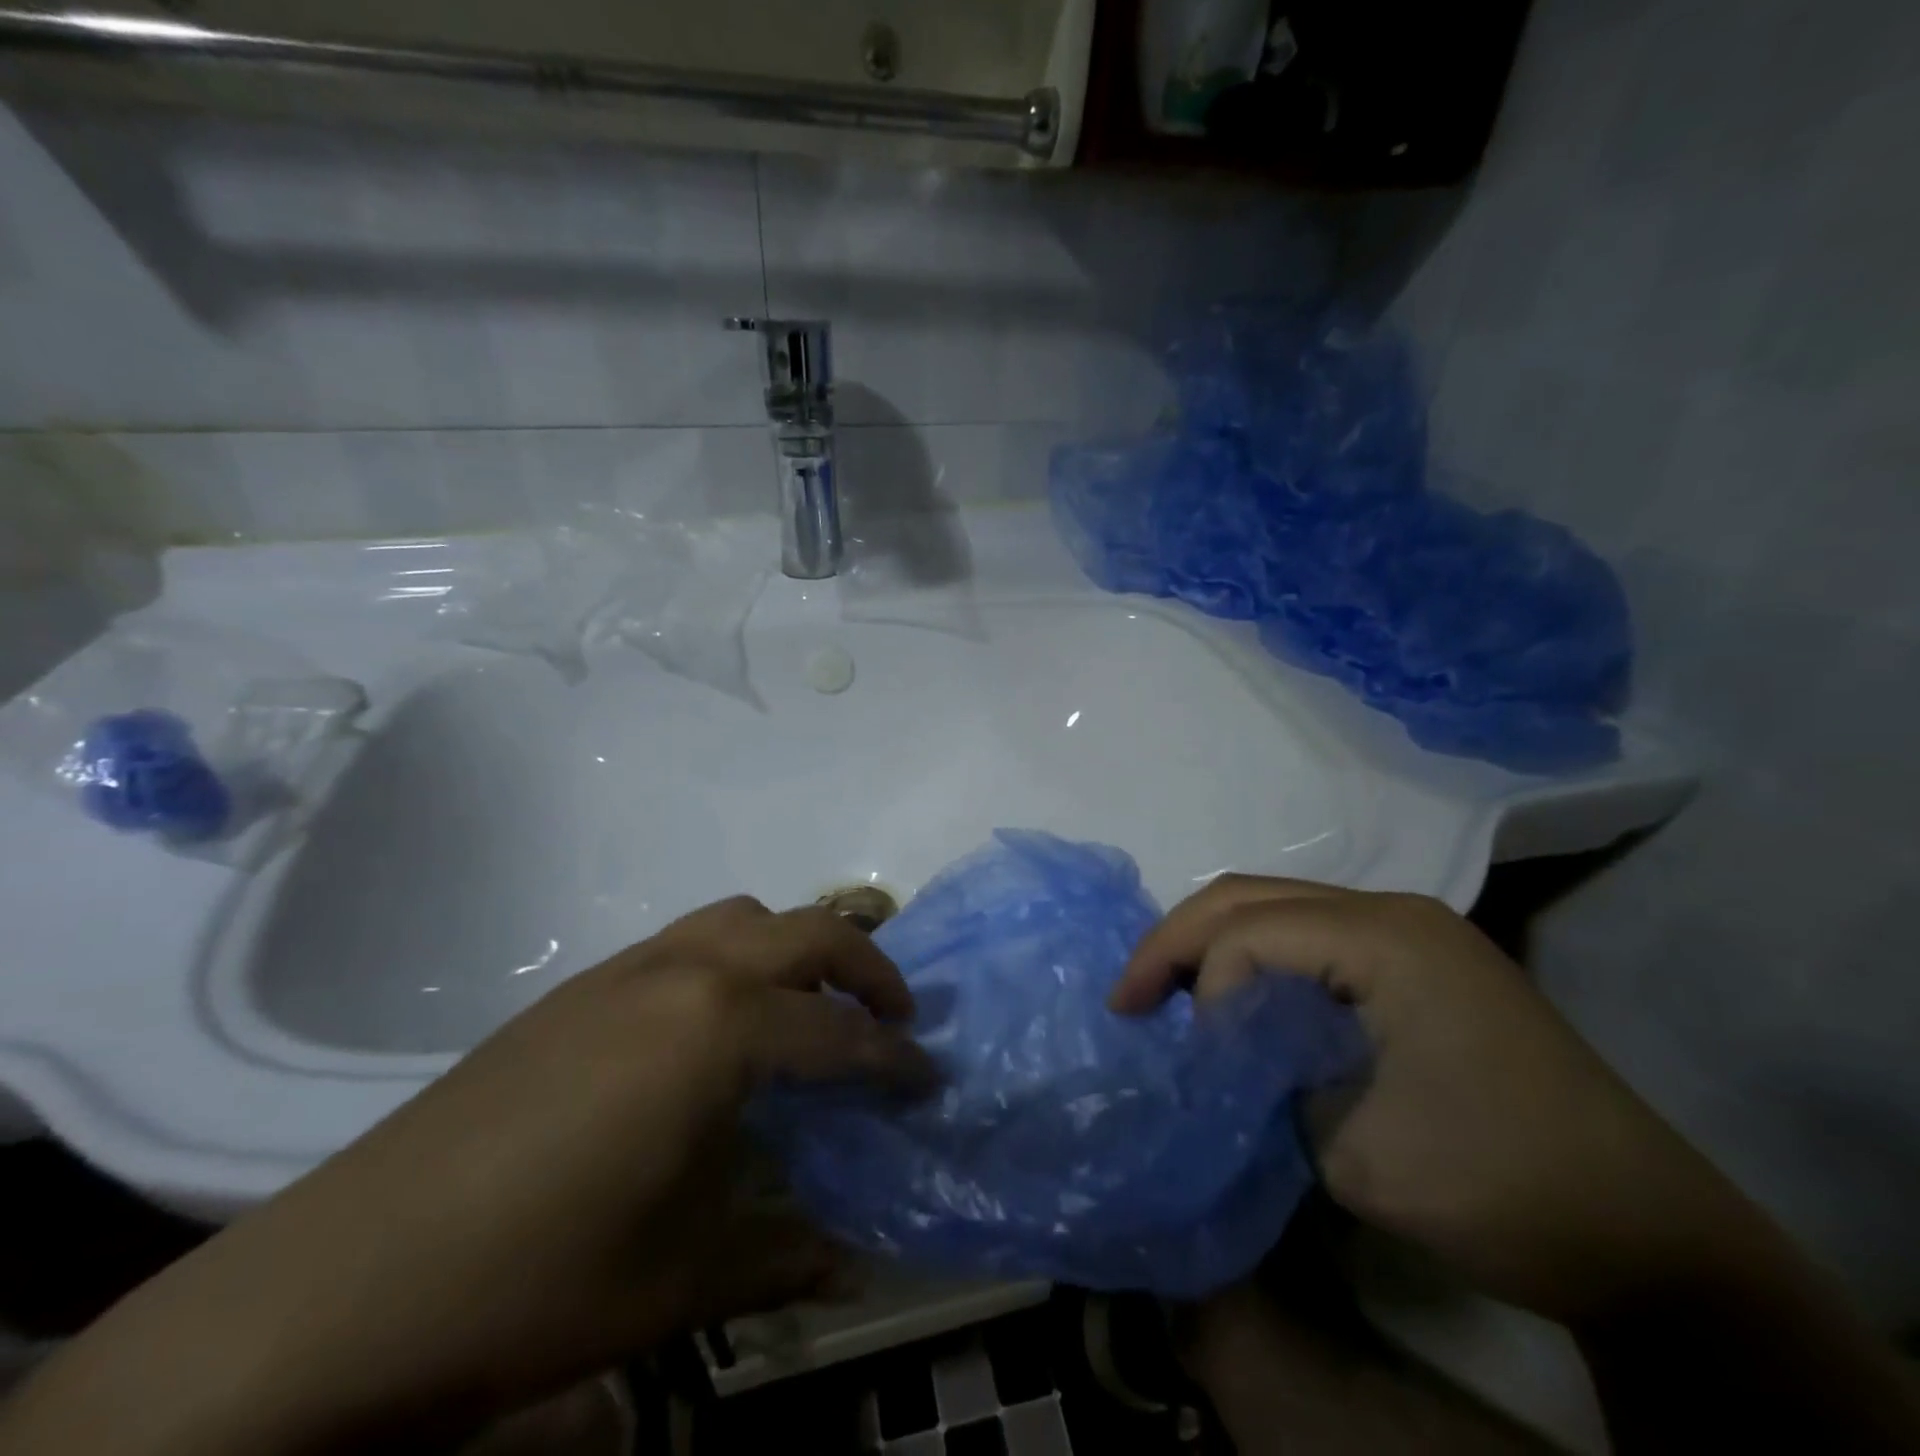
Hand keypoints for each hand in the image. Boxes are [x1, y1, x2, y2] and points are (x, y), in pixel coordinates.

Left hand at [1, 898, 933, 1454]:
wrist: (337, 1286)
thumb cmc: (535, 1280)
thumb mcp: (680, 1279)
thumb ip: (783, 1256)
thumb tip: (857, 1267)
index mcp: (720, 1029)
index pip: (840, 1033)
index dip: (894, 1058)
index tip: (928, 1078)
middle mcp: (685, 971)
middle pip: (809, 931)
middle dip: (869, 966)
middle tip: (894, 1016)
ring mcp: (628, 968)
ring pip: (745, 916)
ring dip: (796, 947)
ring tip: (811, 1007)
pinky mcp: (582, 983)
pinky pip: (689, 938)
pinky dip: (736, 956)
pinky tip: (720, 1026)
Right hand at [1117, 878, 1919, 1451]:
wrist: (1651, 1240)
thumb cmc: (1504, 1189)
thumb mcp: (1353, 1149)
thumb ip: (1261, 1081)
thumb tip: (1212, 1051)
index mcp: (1385, 938)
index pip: (1250, 933)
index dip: (1196, 985)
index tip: (1172, 1051)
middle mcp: (1392, 910)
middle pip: (1251, 896)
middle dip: (1176, 940)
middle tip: (1128, 999)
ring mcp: (1409, 931)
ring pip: (1275, 907)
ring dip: (1212, 946)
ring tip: (1167, 997)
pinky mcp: (1416, 961)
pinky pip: (1310, 936)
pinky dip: (1256, 961)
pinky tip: (1234, 1001)